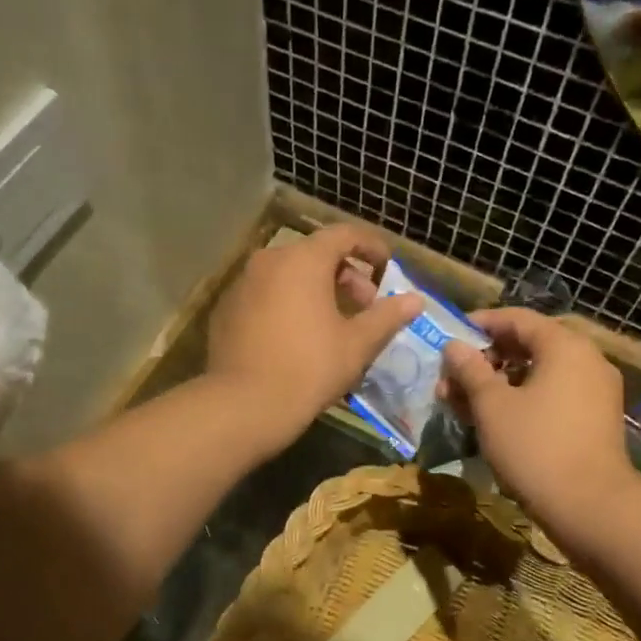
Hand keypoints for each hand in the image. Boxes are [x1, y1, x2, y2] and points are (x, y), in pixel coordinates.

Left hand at [206, 224, 421, 450]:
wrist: (244, 405)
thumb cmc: (309, 368)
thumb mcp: (357, 344)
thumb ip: (387, 316)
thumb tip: (415, 300)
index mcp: (303, 260)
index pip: (344, 234)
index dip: (371, 247)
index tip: (387, 267)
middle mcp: (269, 261)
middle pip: (315, 254)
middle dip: (346, 275)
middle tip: (365, 306)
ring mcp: (242, 284)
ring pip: (288, 275)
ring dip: (316, 290)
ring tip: (334, 323)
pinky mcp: (226, 310)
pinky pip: (265, 295)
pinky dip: (287, 304)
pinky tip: (298, 336)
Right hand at [439, 309, 636, 533]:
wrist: (591, 507)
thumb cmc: (535, 447)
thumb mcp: (492, 406)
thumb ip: (470, 370)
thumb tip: (453, 346)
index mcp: (565, 346)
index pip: (518, 319)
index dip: (481, 324)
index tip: (450, 337)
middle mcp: (587, 360)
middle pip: (529, 346)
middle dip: (485, 360)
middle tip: (451, 379)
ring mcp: (595, 391)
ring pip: (539, 374)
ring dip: (499, 383)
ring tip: (463, 404)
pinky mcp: (595, 419)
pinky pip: (553, 395)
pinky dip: (522, 400)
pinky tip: (493, 421)